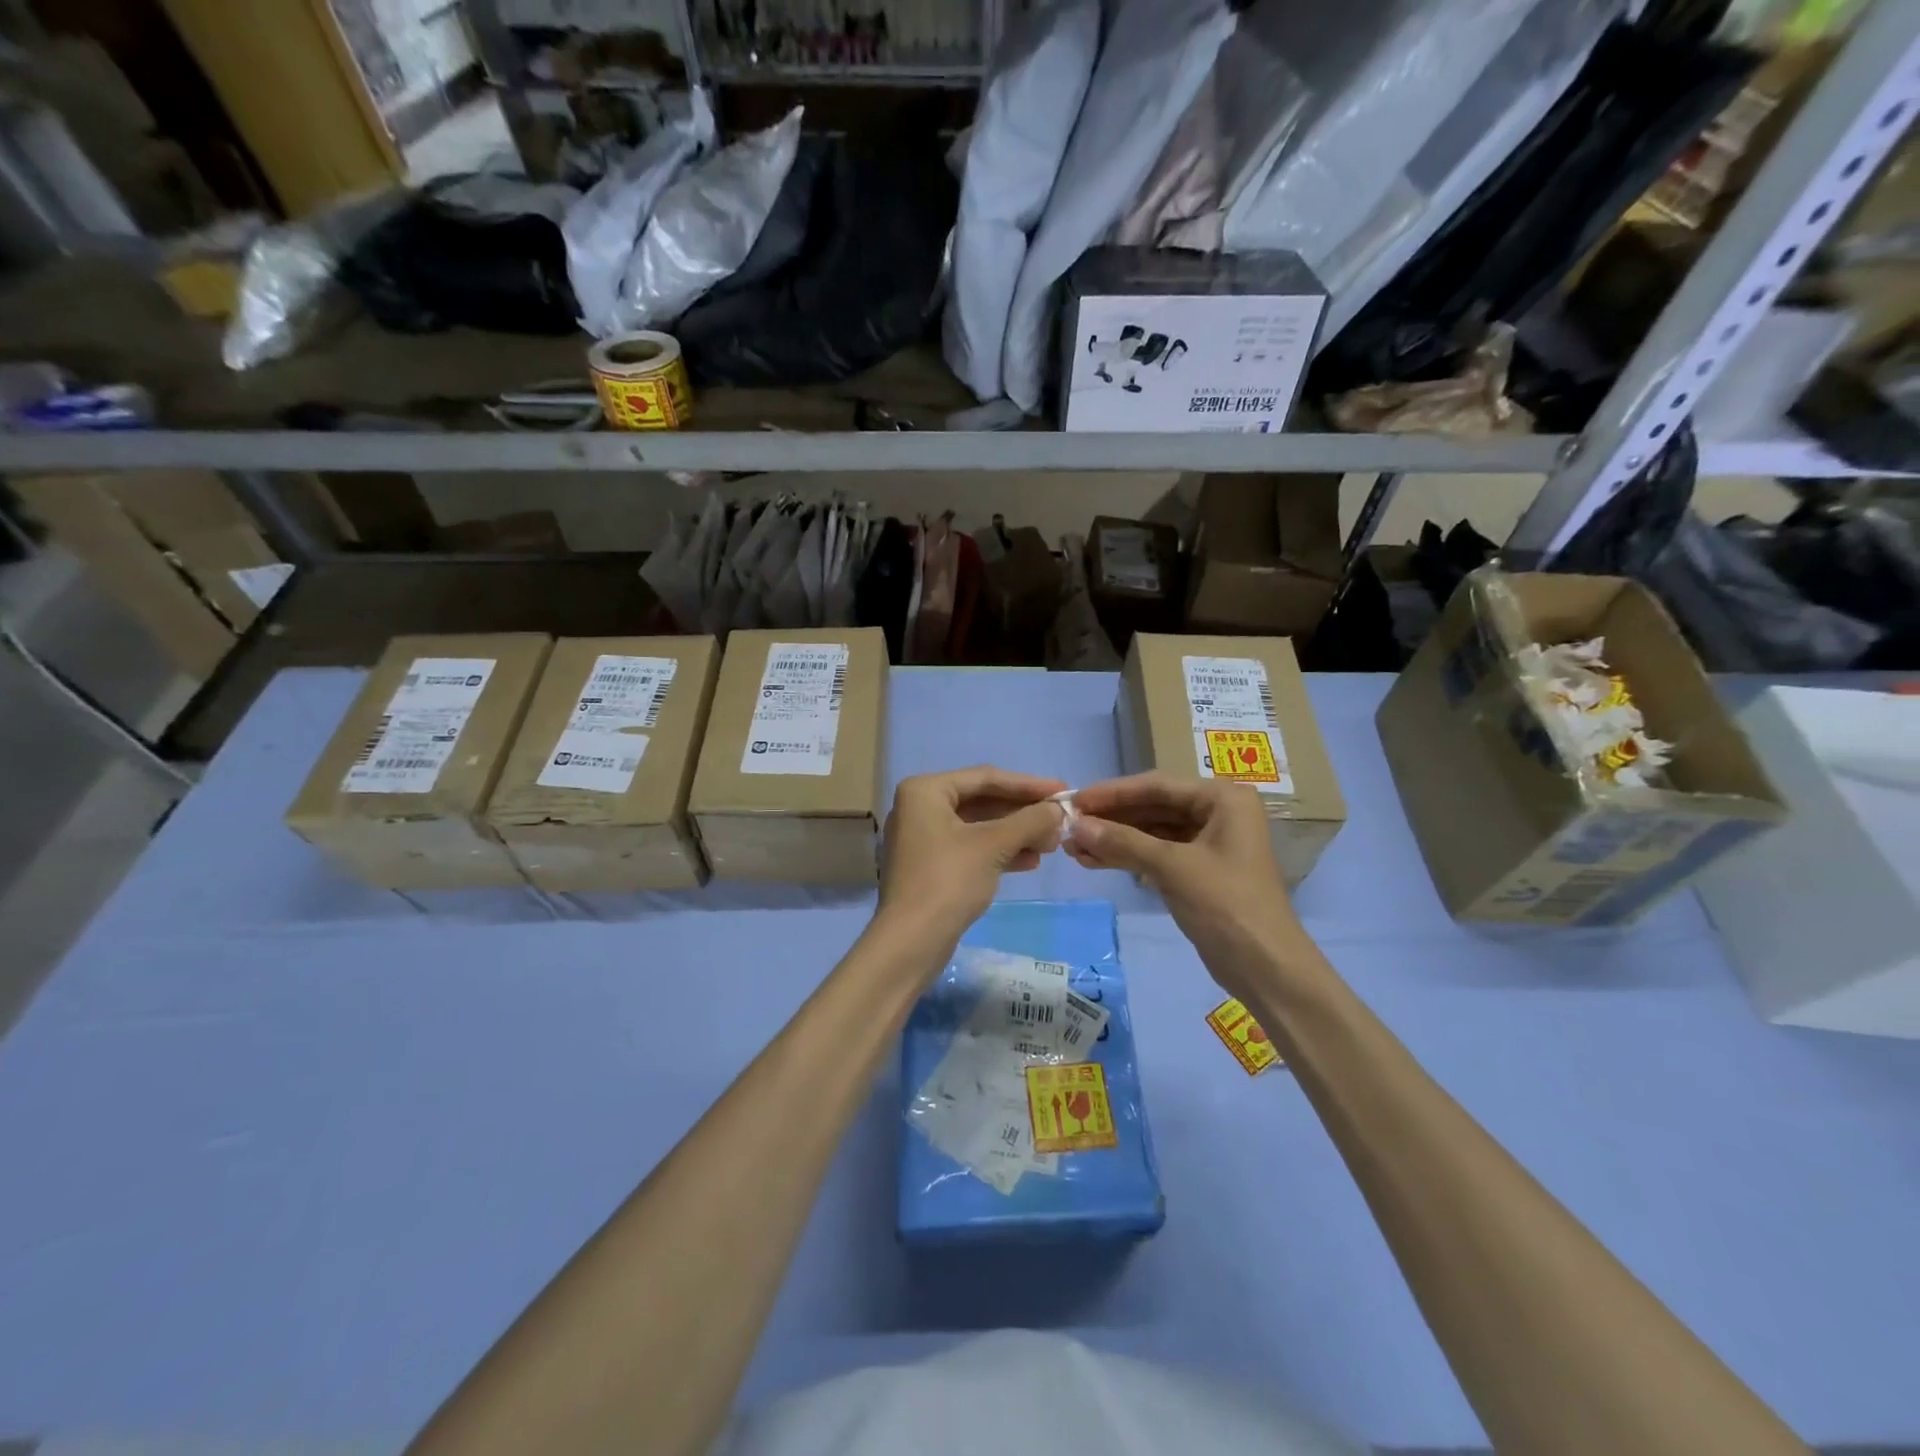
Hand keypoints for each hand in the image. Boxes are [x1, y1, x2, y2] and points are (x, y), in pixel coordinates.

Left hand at [879, 766, 1067, 946]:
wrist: (911, 942)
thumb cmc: (949, 881)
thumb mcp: (994, 845)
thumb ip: (1029, 821)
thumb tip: (1058, 810)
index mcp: (925, 790)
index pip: (985, 778)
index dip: (1028, 785)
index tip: (1062, 790)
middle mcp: (919, 807)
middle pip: (982, 801)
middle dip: (1022, 813)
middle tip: (1059, 820)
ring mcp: (923, 838)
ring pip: (978, 826)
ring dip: (1015, 833)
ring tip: (1052, 843)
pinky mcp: (930, 866)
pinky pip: (970, 847)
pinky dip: (999, 851)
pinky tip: (1031, 861)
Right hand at [1065, 773, 1305, 991]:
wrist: (1265, 968)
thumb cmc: (1226, 905)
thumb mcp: (1172, 867)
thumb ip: (1123, 842)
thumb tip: (1075, 826)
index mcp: (1223, 799)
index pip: (1157, 786)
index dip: (1112, 793)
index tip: (1075, 800)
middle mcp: (1217, 812)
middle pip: (1152, 807)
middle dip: (1110, 819)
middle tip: (1069, 826)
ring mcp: (1208, 842)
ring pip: (1151, 832)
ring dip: (1114, 839)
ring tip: (1073, 848)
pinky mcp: (1199, 870)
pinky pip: (1156, 853)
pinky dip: (1127, 857)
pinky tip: (1094, 861)